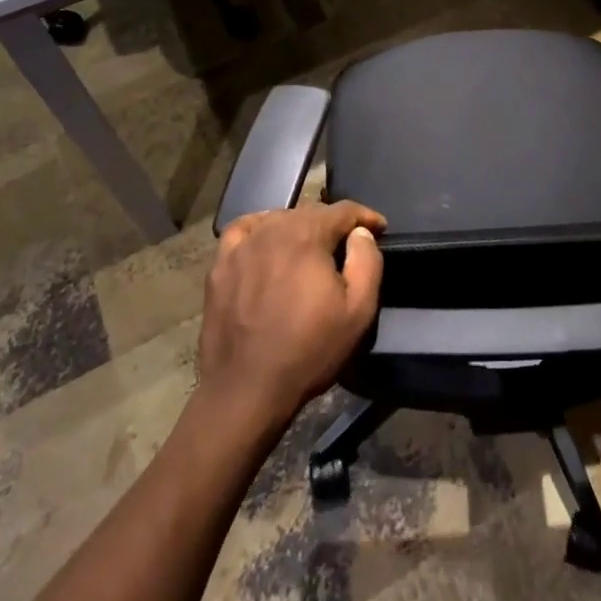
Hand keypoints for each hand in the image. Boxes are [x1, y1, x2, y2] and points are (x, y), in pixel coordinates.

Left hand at [197, 201, 386, 429]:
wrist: (246, 390)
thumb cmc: (309, 351)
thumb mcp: (358, 311)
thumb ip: (367, 261)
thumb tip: (360, 233)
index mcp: (307, 235)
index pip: (343, 210)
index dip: (365, 217)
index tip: (379, 229)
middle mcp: (273, 229)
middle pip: (311, 212)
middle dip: (334, 224)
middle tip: (347, 246)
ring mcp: (243, 245)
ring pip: (279, 219)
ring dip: (300, 227)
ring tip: (310, 249)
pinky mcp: (221, 265)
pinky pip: (243, 229)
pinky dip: (260, 228)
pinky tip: (266, 241)